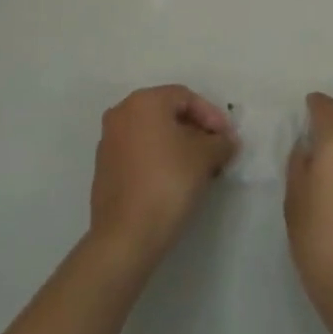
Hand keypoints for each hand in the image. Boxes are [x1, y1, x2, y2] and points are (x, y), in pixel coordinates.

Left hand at [88, 84, 235, 269]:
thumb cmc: (168, 182)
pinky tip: (176, 180)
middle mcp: (121, 114)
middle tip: (216, 151)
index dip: (211, 115)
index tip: (227, 138)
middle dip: (196, 130)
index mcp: (143, 102)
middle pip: (167, 113)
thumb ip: (220, 142)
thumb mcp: (205, 157)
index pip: (185, 97)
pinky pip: (139, 152)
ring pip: (153, 133)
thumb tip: (226, 141)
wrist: (126, 235)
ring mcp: (109, 141)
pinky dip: (159, 158)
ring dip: (179, 145)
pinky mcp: (104, 168)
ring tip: (200, 168)